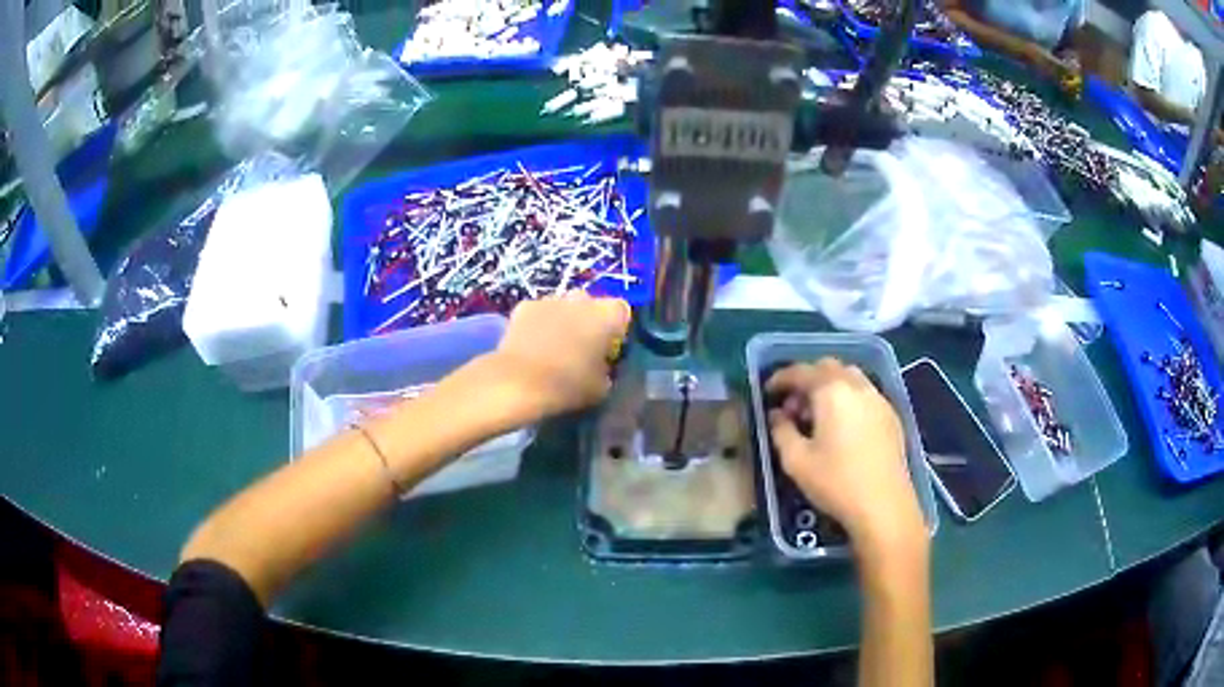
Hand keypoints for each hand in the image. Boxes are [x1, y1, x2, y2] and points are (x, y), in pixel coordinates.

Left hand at [487, 292, 630, 420]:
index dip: (617, 328)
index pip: (622, 311)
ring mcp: (551, 299)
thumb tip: (600, 365)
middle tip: (583, 346)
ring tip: (554, 346)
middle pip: (591, 304)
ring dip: (564, 320)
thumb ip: (606, 369)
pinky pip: (540, 312)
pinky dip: (539, 324)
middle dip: (589, 320)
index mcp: (606, 316)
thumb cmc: (568, 386)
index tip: (609, 347)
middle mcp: (581, 299)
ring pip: (564, 305)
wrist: (519, 383)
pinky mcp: (525, 306)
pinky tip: (532, 345)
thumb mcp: (602, 387)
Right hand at [767, 359, 925, 558]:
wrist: (884, 505)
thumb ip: (781, 431)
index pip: (801, 372)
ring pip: (849, 377)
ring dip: (829, 386)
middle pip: (827, 367)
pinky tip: (842, 426)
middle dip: (807, 379)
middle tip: (793, 406)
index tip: (767, 393)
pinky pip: (864, 392)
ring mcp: (878, 398)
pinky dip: (848, 397)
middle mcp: (857, 385)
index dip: (781, 379)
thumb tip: (777, 414)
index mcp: (831, 391)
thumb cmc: (836, 483)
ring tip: (818, 415)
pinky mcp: (890, 414)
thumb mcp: (796, 461)